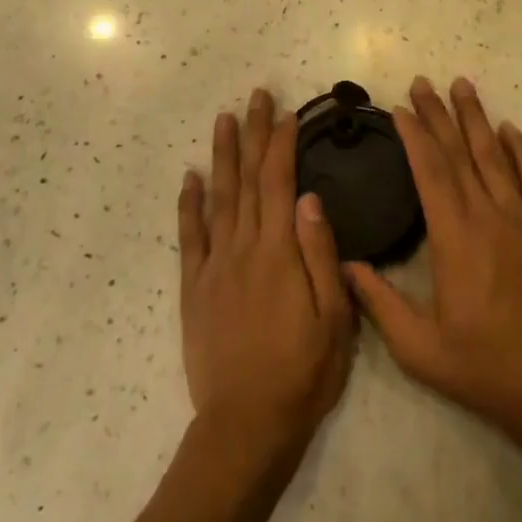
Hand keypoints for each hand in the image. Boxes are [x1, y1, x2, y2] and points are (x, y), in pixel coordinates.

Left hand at [178, 89, 355, 462]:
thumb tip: (309, 196)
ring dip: (222, 156)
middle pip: (247, 179)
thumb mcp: (334, 318)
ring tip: (223, 120)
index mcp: (279, 252)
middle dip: (253, 134)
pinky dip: (187, 204)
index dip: (282, 144)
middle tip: (256, 97)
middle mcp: (243, 247)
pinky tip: (189, 178)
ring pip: (218, 197)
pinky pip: (189, 236)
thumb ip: (319, 252)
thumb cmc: (303, 372)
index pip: (279, 182)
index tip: (287, 113)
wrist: (246, 425)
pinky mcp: (194, 287)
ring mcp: (214, 265)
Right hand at [345, 77, 521, 448]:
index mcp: (455, 239)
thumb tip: (345, 264)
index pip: (430, 172)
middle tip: (422, 82)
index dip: (414, 136)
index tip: (400, 108)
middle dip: (438, 114)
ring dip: (476, 118)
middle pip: (459, 153)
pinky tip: (510, 128)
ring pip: (496, 156)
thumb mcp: (420, 349)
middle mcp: (489, 216)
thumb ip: (379, 303)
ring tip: (462, 85)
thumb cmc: (486, 368)